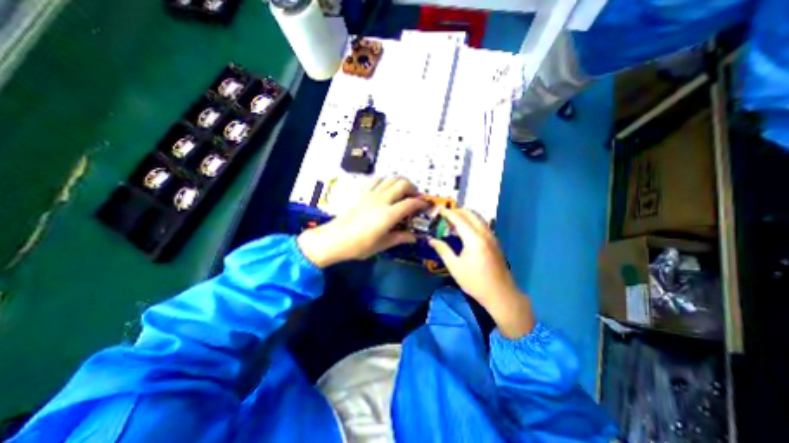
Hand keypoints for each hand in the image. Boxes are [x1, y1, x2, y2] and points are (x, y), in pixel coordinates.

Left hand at [297, 177, 429, 267]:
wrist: (334, 239)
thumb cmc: (359, 245)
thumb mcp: (382, 245)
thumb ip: (400, 238)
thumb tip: (414, 238)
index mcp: (389, 214)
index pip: (410, 203)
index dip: (421, 203)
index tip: (426, 205)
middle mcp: (382, 200)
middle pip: (402, 184)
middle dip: (413, 187)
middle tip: (415, 196)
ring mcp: (371, 194)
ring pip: (390, 178)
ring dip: (400, 181)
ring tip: (403, 190)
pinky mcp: (362, 193)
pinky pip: (376, 180)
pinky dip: (385, 180)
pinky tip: (386, 187)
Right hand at [429, 209, 531, 337]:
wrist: (500, 294)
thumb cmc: (475, 282)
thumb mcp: (455, 267)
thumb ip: (443, 250)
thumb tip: (431, 240)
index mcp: (474, 239)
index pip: (459, 219)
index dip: (448, 213)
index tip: (439, 209)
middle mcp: (485, 234)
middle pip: (471, 214)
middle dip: (458, 211)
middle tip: (445, 214)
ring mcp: (492, 237)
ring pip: (478, 218)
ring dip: (466, 215)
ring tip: (453, 220)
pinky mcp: (495, 241)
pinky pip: (482, 224)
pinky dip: (472, 221)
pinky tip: (465, 229)